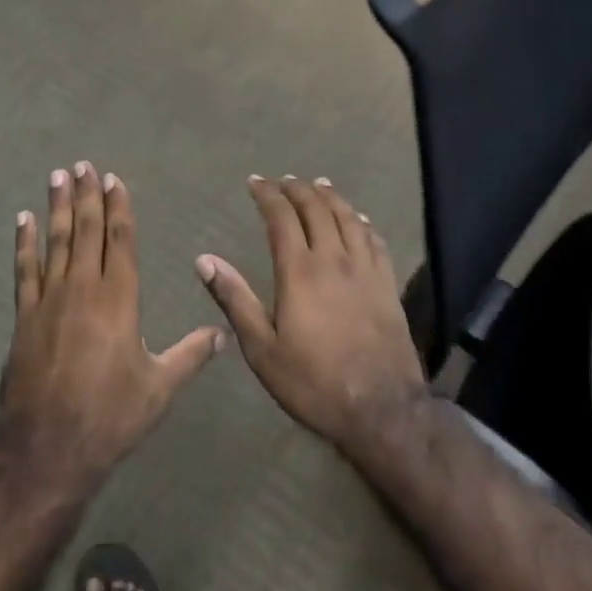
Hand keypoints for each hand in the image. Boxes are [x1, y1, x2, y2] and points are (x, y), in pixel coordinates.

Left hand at [0, 162, 225, 485]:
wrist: (47, 448)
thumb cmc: (110, 417)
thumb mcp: (159, 389)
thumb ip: (191, 355)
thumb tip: (224, 334)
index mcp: (119, 299)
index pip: (120, 240)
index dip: (118, 208)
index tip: (113, 180)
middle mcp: (84, 288)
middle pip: (86, 230)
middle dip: (86, 196)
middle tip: (83, 165)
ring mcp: (49, 300)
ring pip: (55, 241)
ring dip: (56, 207)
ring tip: (57, 176)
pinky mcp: (24, 316)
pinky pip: (24, 270)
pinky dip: (24, 242)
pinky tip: (23, 219)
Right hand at [196, 176, 426, 454]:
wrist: (382, 410)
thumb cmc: (313, 382)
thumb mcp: (262, 349)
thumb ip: (234, 299)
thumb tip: (204, 260)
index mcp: (299, 271)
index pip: (281, 217)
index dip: (267, 195)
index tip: (255, 182)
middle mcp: (333, 259)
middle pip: (316, 209)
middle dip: (297, 189)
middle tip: (283, 180)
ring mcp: (365, 270)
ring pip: (348, 218)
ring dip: (330, 197)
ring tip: (318, 184)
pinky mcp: (387, 285)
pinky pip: (375, 240)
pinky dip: (362, 221)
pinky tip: (358, 218)